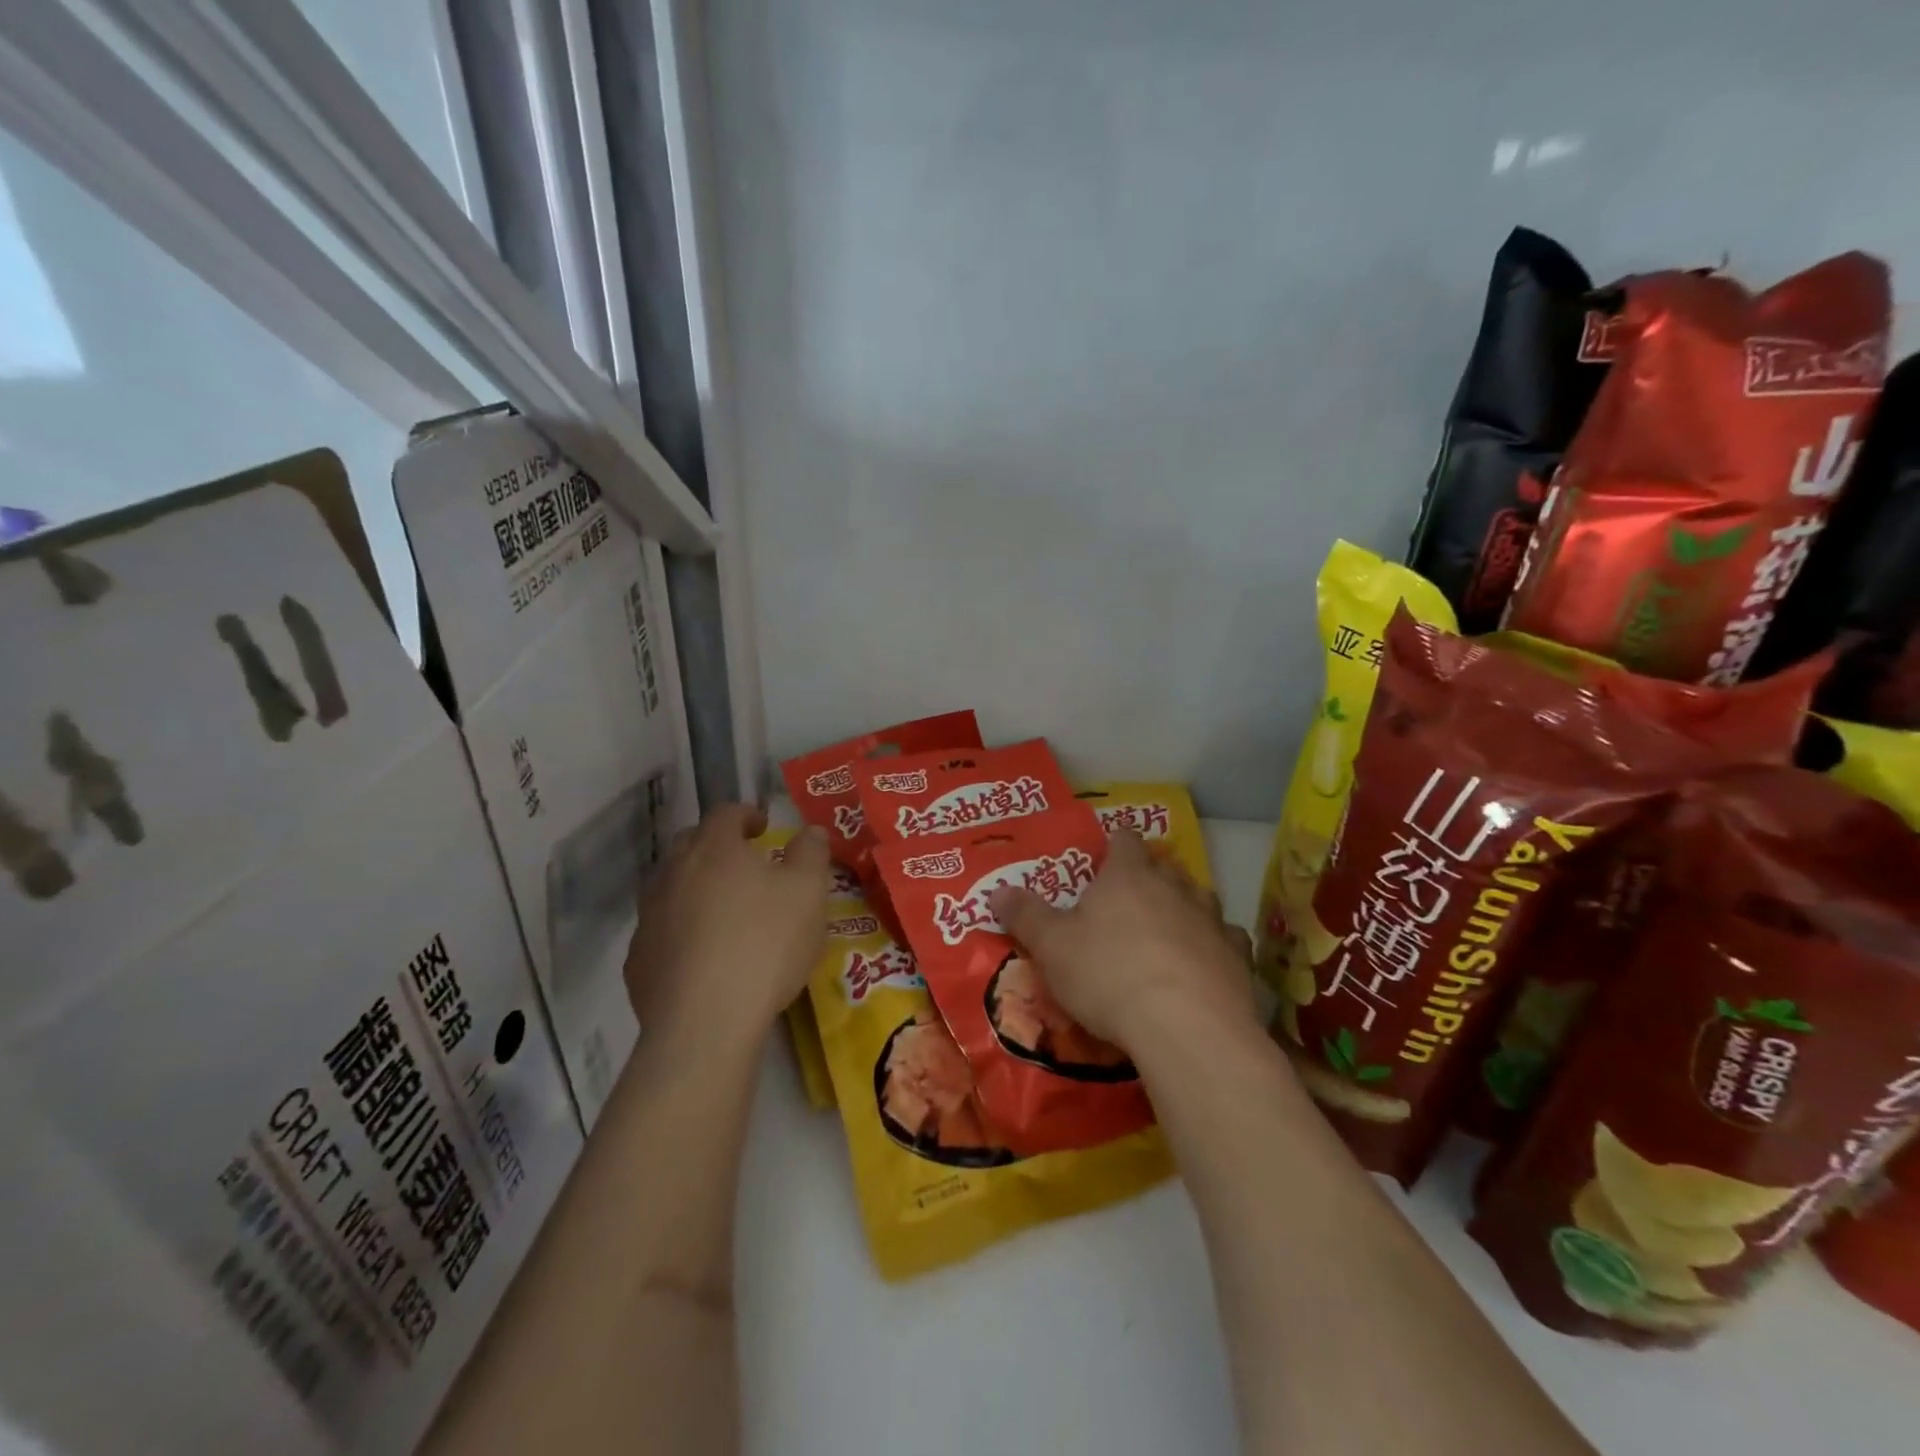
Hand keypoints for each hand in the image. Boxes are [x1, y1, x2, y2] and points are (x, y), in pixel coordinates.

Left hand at [625, 804, 830, 1051]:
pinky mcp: (638, 960)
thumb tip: (811, 832)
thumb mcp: (808, 894)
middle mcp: (673, 874)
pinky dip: (679, 930)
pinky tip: (700, 955)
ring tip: (721, 909)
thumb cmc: (765, 945)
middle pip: (690, 844)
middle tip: (743, 863)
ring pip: (669, 887)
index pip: (725, 814)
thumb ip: (811, 854)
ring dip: (694, 887)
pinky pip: (660, 931)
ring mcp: (649, 917)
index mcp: (715, 850)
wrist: (705, 1023)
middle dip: (716, 846)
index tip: (763, 827)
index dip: (746, 814)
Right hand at [989, 832, 1256, 1057]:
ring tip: (1170, 928)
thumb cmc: (1108, 975)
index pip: (1124, 841)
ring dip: (1185, 907)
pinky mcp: (1238, 957)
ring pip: (1200, 898)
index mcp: (1128, 876)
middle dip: (1150, 876)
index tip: (1107, 854)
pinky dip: (1214, 945)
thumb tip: (996, 891)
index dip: (1115, 844)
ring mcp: (1211, 920)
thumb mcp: (1052, 947)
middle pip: (1164, 867)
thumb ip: (1025, 916)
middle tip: (1132, 897)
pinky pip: (1227, 939)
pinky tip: (1206, 963)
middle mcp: (1174, 887)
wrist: (1185, 1026)